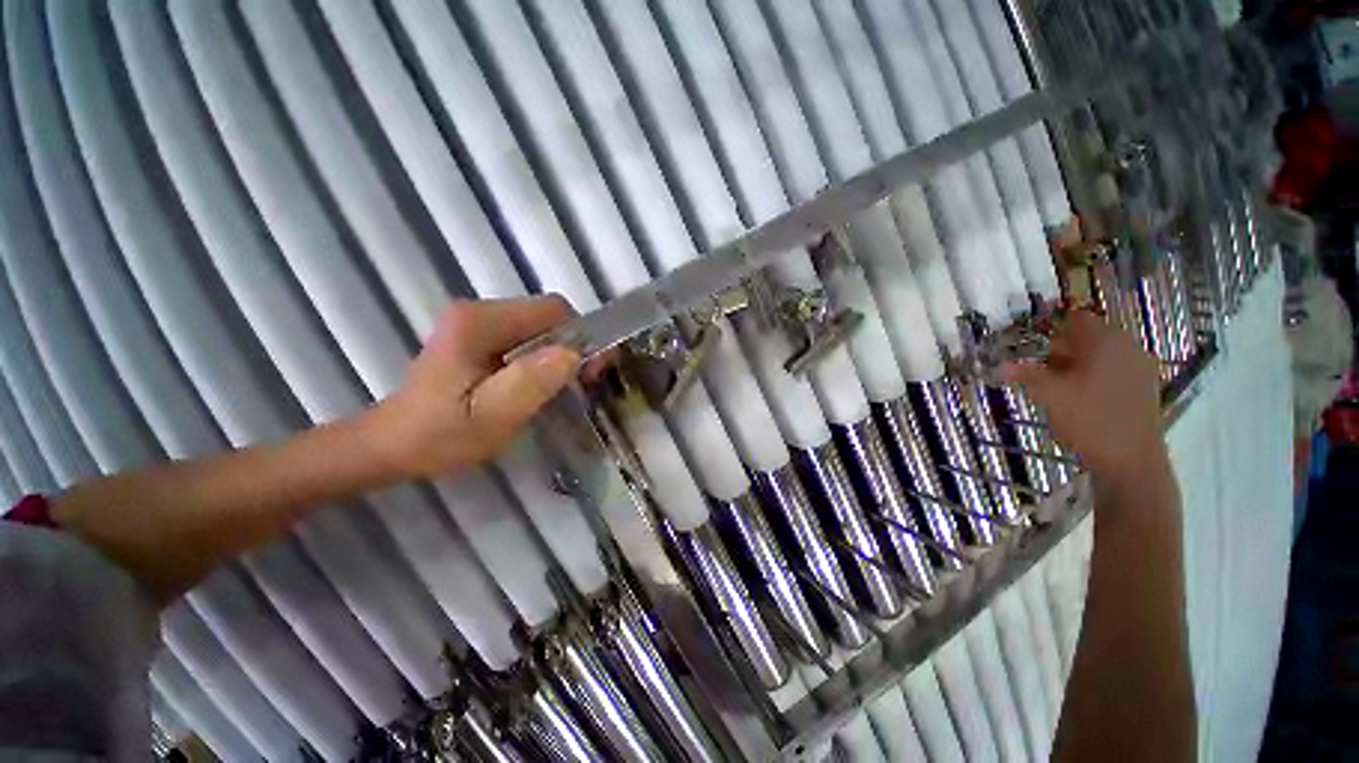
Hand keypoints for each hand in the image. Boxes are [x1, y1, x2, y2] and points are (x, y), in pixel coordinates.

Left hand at [371, 296, 580, 479]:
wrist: (393, 445)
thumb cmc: (440, 436)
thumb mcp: (490, 417)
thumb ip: (530, 382)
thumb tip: (572, 354)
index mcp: (480, 322)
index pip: (552, 310)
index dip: (581, 337)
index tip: (591, 373)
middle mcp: (479, 311)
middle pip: (549, 316)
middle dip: (574, 346)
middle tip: (582, 384)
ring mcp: (478, 322)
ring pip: (542, 328)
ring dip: (561, 354)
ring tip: (564, 388)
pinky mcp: (479, 336)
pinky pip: (529, 338)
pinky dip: (546, 358)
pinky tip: (542, 384)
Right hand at [1001, 311, 1167, 483]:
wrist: (1131, 459)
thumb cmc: (1089, 419)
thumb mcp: (1049, 395)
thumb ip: (1025, 375)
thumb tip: (999, 366)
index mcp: (1105, 341)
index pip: (1076, 319)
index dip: (1050, 327)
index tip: (1029, 343)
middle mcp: (1126, 347)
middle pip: (1088, 336)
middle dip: (1060, 348)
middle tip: (1036, 365)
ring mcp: (1138, 367)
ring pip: (1100, 354)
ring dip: (1075, 363)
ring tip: (1053, 383)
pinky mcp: (1142, 386)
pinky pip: (1112, 369)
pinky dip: (1092, 375)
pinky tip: (1077, 395)